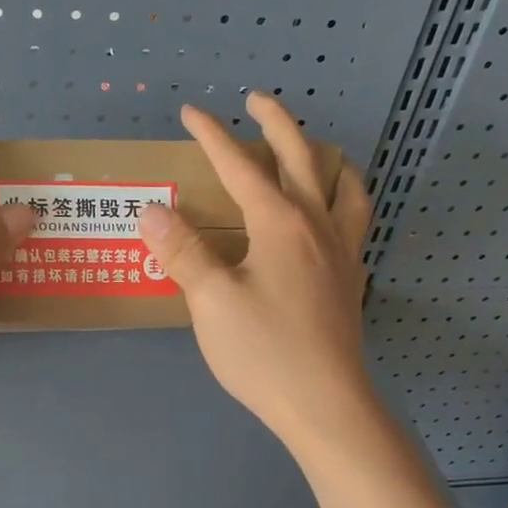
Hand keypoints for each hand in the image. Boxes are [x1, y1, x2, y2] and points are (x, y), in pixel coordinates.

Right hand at [137, 92, 375, 453]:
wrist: (326, 405)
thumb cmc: (264, 351)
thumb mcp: (211, 301)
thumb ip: (183, 251)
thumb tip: (152, 209)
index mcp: (280, 223)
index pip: (241, 167)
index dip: (213, 136)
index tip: (191, 111)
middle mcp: (317, 226)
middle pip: (301, 158)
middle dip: (276, 123)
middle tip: (256, 101)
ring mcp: (342, 253)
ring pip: (344, 186)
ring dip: (325, 157)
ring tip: (314, 149)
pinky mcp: (351, 280)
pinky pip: (356, 221)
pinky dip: (345, 199)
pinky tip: (333, 216)